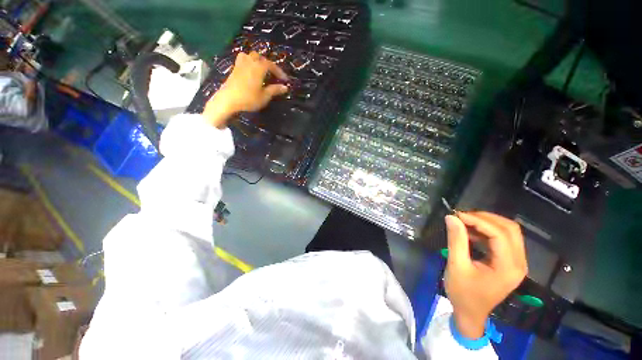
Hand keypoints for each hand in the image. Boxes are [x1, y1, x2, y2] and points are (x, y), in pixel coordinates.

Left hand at [203, 51, 288, 127]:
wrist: (228, 100)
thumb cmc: (249, 99)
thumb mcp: (264, 96)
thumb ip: (275, 90)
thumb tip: (285, 87)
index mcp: (259, 68)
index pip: (271, 65)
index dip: (279, 72)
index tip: (285, 80)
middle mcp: (250, 62)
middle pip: (260, 57)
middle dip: (268, 64)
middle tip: (273, 74)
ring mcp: (240, 64)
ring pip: (250, 56)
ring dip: (257, 60)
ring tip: (261, 70)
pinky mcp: (234, 69)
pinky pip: (243, 59)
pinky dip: (249, 62)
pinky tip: (250, 71)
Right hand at [444, 212, 527, 338]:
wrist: (470, 313)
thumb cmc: (463, 293)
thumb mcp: (457, 266)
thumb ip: (456, 240)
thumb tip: (451, 217)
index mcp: (508, 267)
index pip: (500, 234)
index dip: (478, 221)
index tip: (457, 215)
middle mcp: (519, 263)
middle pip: (510, 229)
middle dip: (485, 218)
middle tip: (462, 216)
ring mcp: (516, 263)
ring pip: (508, 232)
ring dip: (487, 223)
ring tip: (464, 221)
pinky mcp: (509, 262)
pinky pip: (503, 239)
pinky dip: (487, 231)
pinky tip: (471, 232)